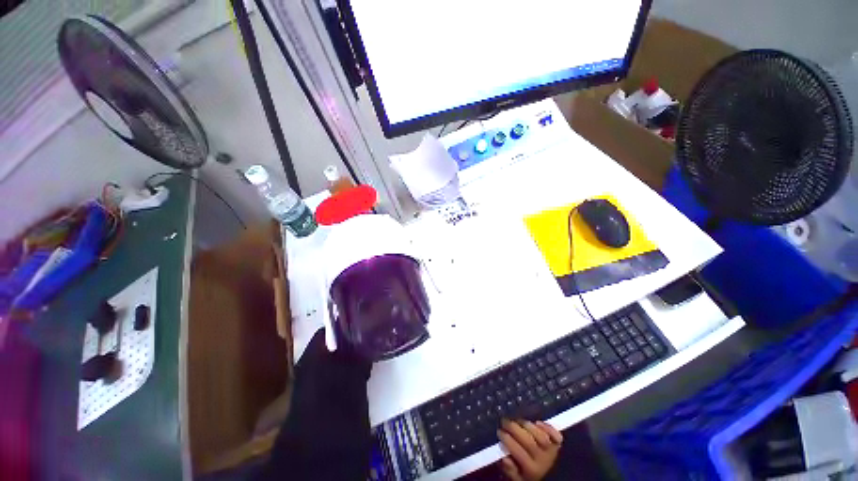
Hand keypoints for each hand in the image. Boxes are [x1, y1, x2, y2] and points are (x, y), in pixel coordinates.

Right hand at [497, 419, 562, 480]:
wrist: (555, 479)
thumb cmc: (533, 477)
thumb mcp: (520, 480)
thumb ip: (510, 470)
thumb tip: (503, 457)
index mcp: (531, 469)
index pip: (517, 450)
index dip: (506, 439)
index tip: (499, 431)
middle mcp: (542, 459)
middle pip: (527, 440)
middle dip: (513, 428)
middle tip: (505, 421)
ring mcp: (552, 451)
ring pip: (540, 435)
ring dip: (527, 425)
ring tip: (518, 421)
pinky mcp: (559, 445)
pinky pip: (555, 434)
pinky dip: (547, 427)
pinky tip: (537, 423)